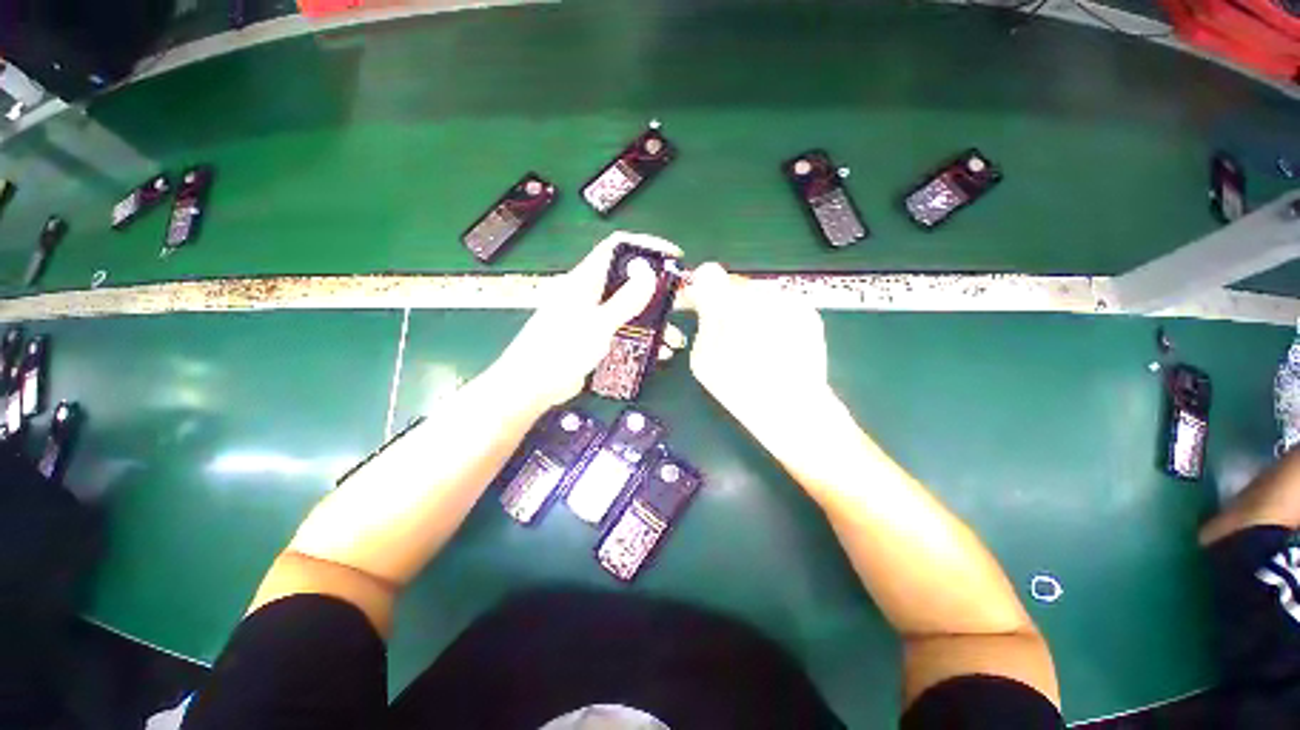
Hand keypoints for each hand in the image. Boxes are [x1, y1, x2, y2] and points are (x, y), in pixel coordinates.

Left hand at [488, 232, 682, 410]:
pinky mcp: (595, 337)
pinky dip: (642, 338)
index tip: (674, 256)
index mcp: (585, 280)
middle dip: (657, 290)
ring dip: (654, 321)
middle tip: (680, 302)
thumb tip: (649, 271)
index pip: (617, 247)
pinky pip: (624, 331)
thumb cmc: (561, 350)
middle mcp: (589, 293)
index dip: (647, 246)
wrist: (532, 387)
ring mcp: (592, 316)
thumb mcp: (598, 324)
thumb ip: (625, 300)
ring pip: (629, 309)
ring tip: (674, 339)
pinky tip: (657, 352)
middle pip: (628, 280)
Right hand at [683, 263, 835, 454]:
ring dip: (750, 310)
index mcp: (730, 303)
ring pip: (757, 294)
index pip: (708, 273)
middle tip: (727, 332)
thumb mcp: (703, 358)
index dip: (701, 289)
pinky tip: (773, 344)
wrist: (793, 409)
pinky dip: (771, 317)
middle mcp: (761, 293)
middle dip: (727, 302)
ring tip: (753, 343)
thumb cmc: (740, 389)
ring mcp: (788, 300)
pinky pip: (779, 305)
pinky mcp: (808, 311)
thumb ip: (702, 319)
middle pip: (735, 284)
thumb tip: (702, 298)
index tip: (700, 306)